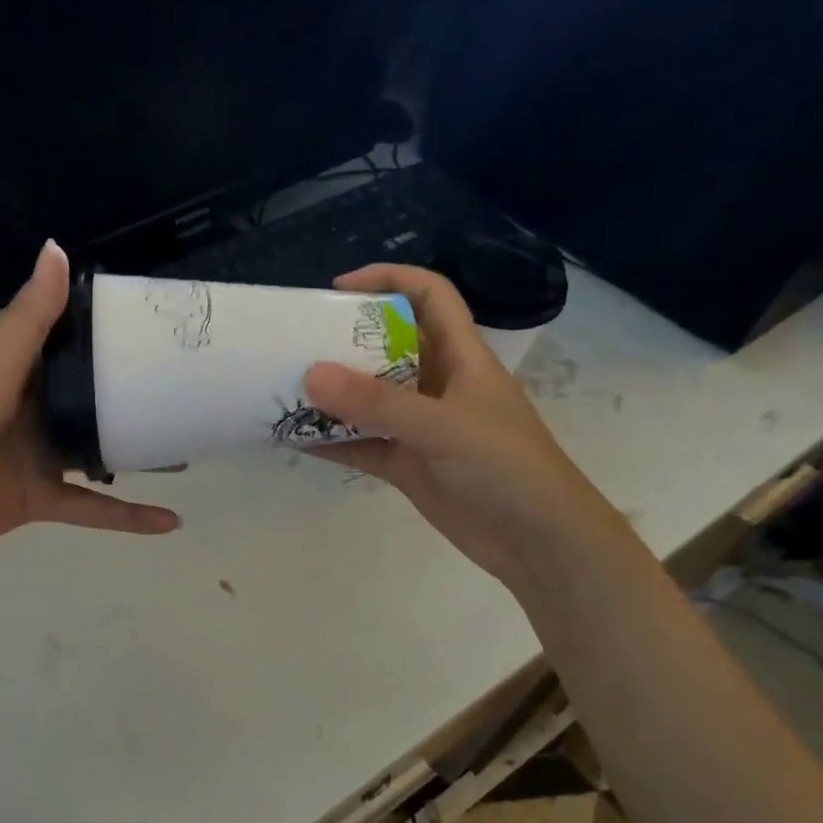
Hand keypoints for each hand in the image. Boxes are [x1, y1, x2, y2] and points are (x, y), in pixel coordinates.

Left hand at [0, 240, 179, 563]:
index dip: (111, 338)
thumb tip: (58, 248)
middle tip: (185, 392)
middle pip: (94, 402)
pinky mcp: (40, 499)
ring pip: (100, 453)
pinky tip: (170, 519)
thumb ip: (30, 321)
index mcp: (20, 373)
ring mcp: (38, 458)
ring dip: (139, 453)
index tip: (158, 329)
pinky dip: (129, 516)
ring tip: (187, 445)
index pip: (72, 347)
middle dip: (135, 398)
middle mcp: (34, 411)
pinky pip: (93, 507)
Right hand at [304, 264, 612, 590]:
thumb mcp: (443, 426)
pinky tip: (297, 440)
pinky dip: (334, 442)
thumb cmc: (506, 467)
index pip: (429, 297)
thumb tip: (310, 374)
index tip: (337, 289)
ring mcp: (422, 428)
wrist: (538, 543)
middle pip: (388, 347)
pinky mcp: (409, 466)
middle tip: (296, 344)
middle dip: (344, 341)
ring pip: (370, 400)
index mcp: (462, 357)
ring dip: (333, 396)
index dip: (388, 279)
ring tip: (284, 390)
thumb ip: (378, 403)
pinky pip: (364, 445)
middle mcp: (439, 385)